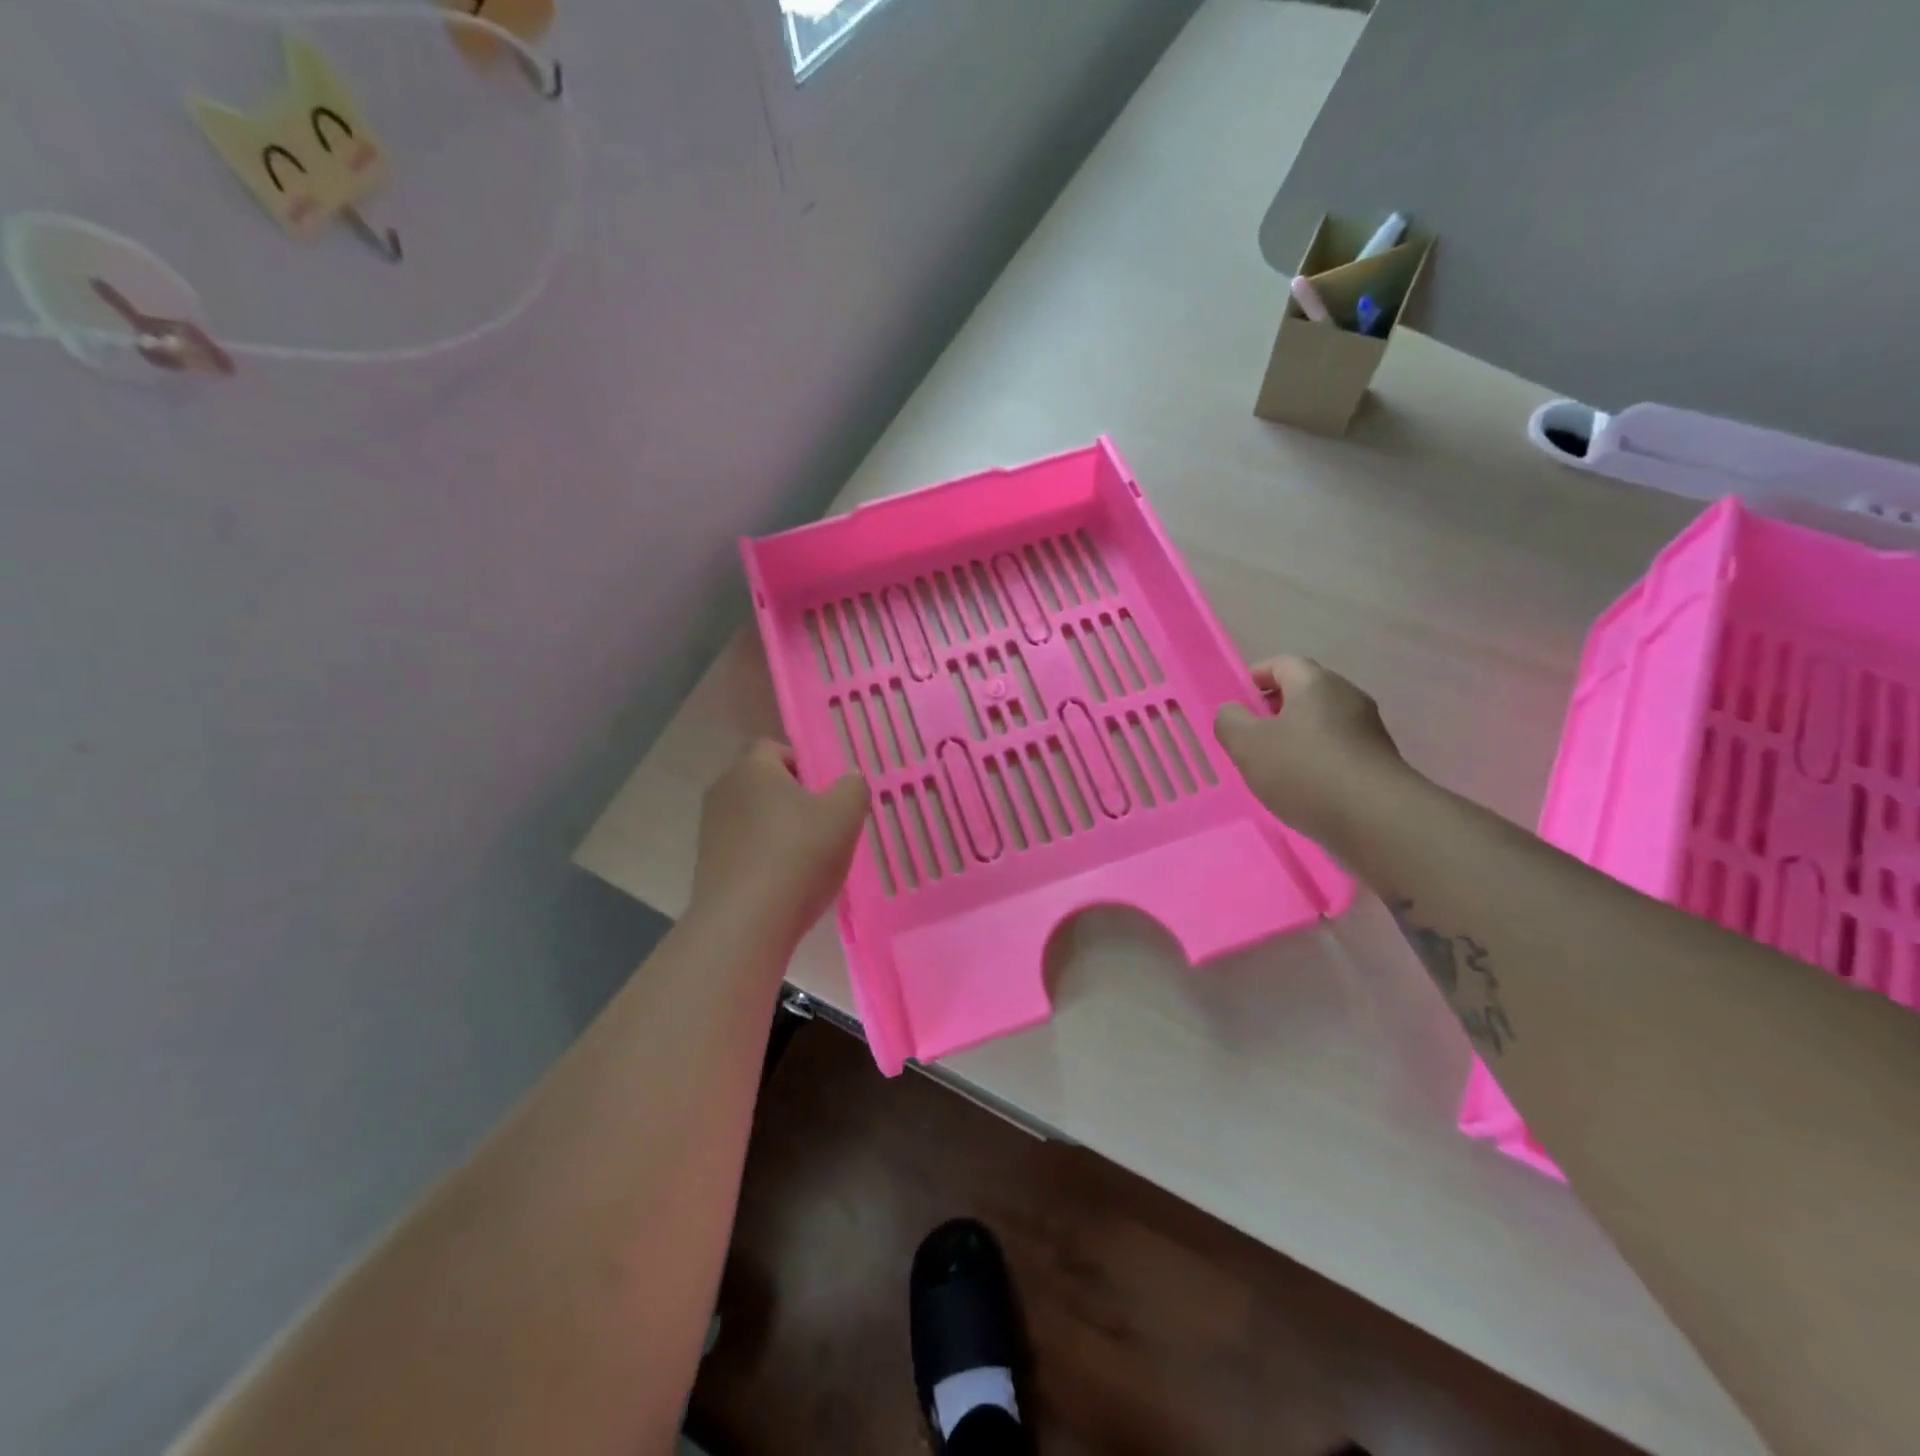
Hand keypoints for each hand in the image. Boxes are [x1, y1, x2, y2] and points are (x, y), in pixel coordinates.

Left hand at [688, 740, 870, 945]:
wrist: (744, 926)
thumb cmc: (797, 857)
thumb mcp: (845, 815)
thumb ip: (853, 788)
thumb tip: (848, 782)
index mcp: (752, 768)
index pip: (775, 748)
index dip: (805, 764)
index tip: (827, 792)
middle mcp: (723, 790)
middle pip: (765, 784)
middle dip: (795, 800)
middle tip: (826, 825)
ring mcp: (711, 830)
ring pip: (755, 819)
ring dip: (780, 832)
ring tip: (809, 861)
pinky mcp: (707, 866)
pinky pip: (745, 849)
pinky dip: (765, 859)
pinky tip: (787, 884)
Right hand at [1213, 656, 1408, 848]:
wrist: (1376, 819)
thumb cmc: (1303, 770)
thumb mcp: (1247, 745)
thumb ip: (1230, 721)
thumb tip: (1234, 712)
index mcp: (1315, 682)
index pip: (1282, 663)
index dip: (1257, 676)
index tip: (1239, 701)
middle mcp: (1347, 696)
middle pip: (1305, 692)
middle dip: (1275, 709)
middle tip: (1251, 736)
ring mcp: (1368, 729)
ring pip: (1323, 722)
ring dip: (1297, 736)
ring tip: (1275, 767)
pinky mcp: (1379, 761)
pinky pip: (1339, 749)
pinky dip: (1318, 759)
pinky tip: (1305, 787)